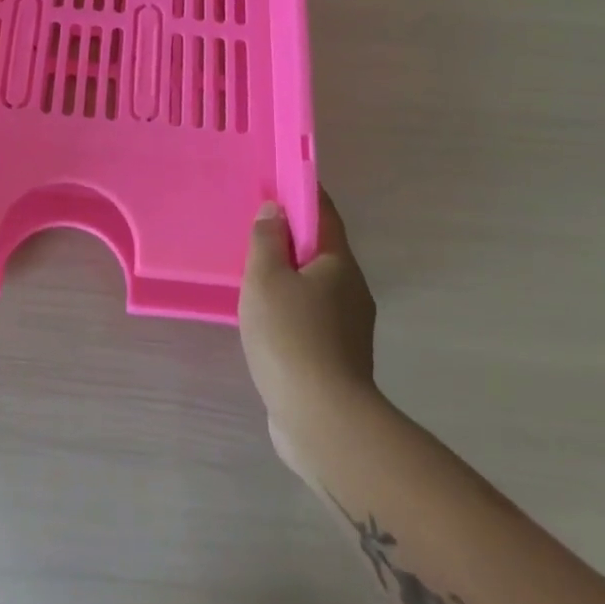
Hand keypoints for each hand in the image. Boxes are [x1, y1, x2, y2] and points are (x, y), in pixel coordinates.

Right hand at [239, 187, 379, 469]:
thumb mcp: (266, 278)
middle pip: (321, 250)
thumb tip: (276, 210)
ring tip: (252, 273)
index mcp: (339, 264)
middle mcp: (352, 290)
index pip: (324, 214)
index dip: (302, 194)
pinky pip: (310, 317)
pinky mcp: (337, 360)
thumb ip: (267, 240)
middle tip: (254, 228)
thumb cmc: (291, 336)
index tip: (277, 181)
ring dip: (288, 275)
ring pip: (315, 286)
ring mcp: (348, 328)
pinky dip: (289, 308)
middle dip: (292, 236)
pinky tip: (264, 318)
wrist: (323, 422)